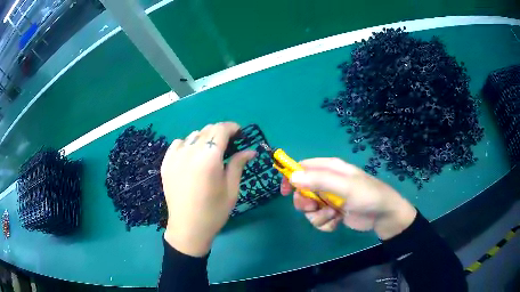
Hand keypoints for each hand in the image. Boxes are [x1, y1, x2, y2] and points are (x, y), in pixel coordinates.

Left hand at [161, 122, 255, 256]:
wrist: (187, 229)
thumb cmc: (214, 212)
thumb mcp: (231, 189)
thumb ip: (238, 164)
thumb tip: (250, 150)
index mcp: (209, 158)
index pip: (221, 130)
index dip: (232, 127)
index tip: (240, 133)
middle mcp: (190, 152)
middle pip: (207, 130)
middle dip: (220, 133)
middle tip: (228, 145)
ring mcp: (175, 157)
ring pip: (193, 135)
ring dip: (205, 138)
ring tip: (210, 153)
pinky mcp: (166, 163)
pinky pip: (178, 144)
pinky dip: (188, 144)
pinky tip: (192, 156)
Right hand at [281, 158, 416, 239]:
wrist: (383, 216)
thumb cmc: (367, 196)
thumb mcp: (345, 187)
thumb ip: (319, 181)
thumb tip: (292, 177)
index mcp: (330, 169)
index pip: (302, 167)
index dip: (291, 177)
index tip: (285, 192)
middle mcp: (327, 183)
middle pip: (302, 191)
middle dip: (305, 203)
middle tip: (315, 206)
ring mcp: (330, 199)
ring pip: (309, 209)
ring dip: (318, 216)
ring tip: (334, 215)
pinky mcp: (333, 213)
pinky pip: (319, 219)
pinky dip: (326, 223)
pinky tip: (337, 222)